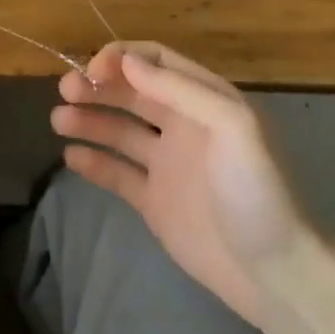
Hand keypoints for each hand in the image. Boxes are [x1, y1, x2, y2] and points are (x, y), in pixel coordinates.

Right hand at [53, 42, 312, 323]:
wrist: (276, 275)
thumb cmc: (258, 191)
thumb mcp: (232, 127)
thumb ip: (181, 90)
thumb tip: (128, 62)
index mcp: (206, 100)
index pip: (156, 62)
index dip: (123, 58)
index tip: (92, 70)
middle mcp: (184, 125)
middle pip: (132, 92)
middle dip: (98, 85)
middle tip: (64, 90)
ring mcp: (168, 164)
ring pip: (120, 130)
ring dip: (89, 119)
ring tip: (58, 121)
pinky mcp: (155, 201)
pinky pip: (118, 173)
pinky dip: (94, 162)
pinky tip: (71, 156)